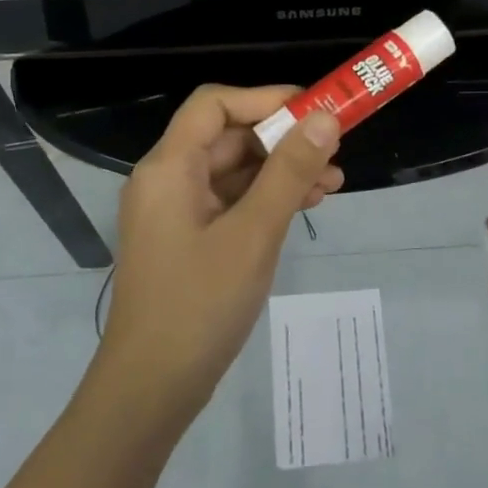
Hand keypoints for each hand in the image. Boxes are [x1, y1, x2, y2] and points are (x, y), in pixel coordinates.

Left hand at [97, 84, 342, 419]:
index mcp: (169, 168)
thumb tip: (325, 118)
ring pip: (234, 171)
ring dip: (281, 170)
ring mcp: (176, 212)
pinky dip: (267, 199)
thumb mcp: (254, 233)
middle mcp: (167, 180)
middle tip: (334, 147)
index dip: (264, 98)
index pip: (214, 105)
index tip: (314, 109)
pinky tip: (305, 206)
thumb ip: (289, 171)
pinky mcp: (189, 239)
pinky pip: (231, 202)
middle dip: (282, 139)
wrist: (152, 389)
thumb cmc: (199, 304)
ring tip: (333, 181)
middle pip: (227, 137)